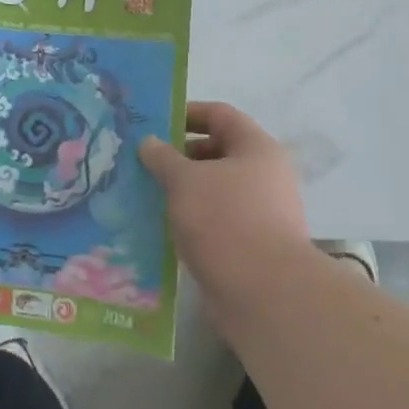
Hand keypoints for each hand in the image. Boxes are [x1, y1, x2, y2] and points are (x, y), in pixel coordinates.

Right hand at [139, 101, 307, 299]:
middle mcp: (265, 175)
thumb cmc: (225, 220)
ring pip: (215, 188)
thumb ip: (163, 157)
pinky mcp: (252, 244)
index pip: (220, 115)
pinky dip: (192, 217)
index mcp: (256, 148)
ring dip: (183, 189)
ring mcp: (261, 211)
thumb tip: (149, 142)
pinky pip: (216, 218)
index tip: (154, 123)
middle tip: (143, 161)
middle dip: (179, 155)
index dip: (186, 113)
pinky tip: (163, 225)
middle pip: (218, 151)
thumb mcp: (185, 180)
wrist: (265, 294)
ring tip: (146, 193)